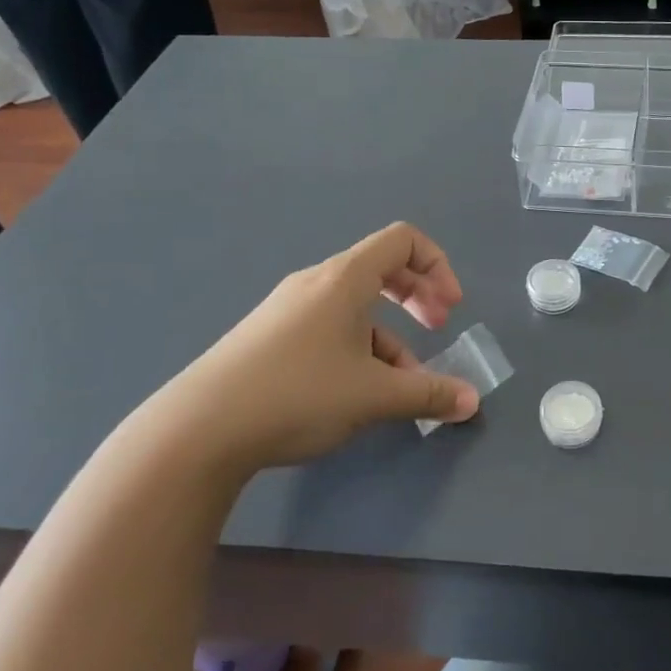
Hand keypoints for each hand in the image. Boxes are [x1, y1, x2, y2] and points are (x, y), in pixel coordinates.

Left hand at [139, 223, 479, 473]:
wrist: (198, 431)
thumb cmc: (298, 394)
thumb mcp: (374, 396)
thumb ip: (429, 394)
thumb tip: (472, 403)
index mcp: (345, 278)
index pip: (402, 240)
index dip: (437, 265)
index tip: (450, 308)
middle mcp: (316, 283)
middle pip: (381, 268)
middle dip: (418, 296)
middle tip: (436, 328)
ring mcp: (288, 309)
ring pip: (355, 306)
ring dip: (389, 335)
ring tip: (400, 384)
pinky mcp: (269, 337)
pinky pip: (329, 327)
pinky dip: (357, 348)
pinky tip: (357, 393)